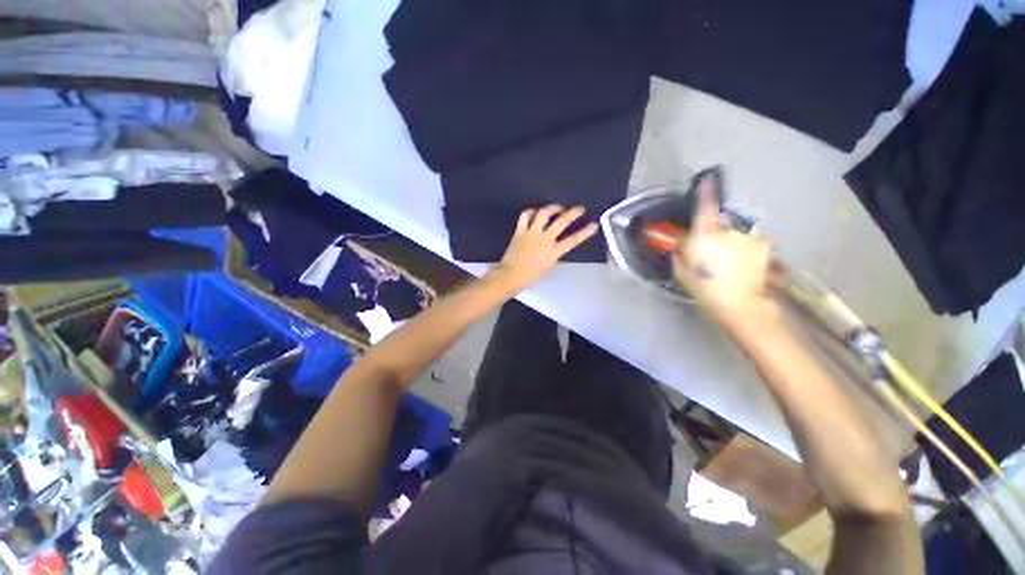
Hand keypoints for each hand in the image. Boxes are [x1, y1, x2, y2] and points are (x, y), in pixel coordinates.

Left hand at [488, 205, 596, 292]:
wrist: (510, 275)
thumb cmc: (531, 276)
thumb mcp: (548, 267)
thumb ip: (554, 254)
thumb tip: (556, 245)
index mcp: (554, 251)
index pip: (573, 240)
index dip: (585, 232)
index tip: (593, 225)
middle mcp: (545, 239)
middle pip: (562, 221)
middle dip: (573, 213)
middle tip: (579, 208)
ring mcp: (532, 233)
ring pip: (544, 213)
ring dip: (553, 208)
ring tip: (558, 207)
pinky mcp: (520, 230)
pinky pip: (525, 215)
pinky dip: (531, 211)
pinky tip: (535, 211)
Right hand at [672, 185, 781, 337]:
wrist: (740, 304)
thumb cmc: (704, 288)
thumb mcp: (681, 271)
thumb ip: (681, 252)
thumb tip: (683, 242)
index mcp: (705, 235)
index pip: (705, 206)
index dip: (706, 191)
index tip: (707, 179)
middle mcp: (728, 230)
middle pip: (719, 224)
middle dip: (714, 235)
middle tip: (712, 254)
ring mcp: (748, 236)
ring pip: (735, 235)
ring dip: (731, 243)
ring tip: (729, 265)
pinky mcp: (763, 245)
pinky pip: (748, 242)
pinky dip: (745, 250)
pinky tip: (743, 266)